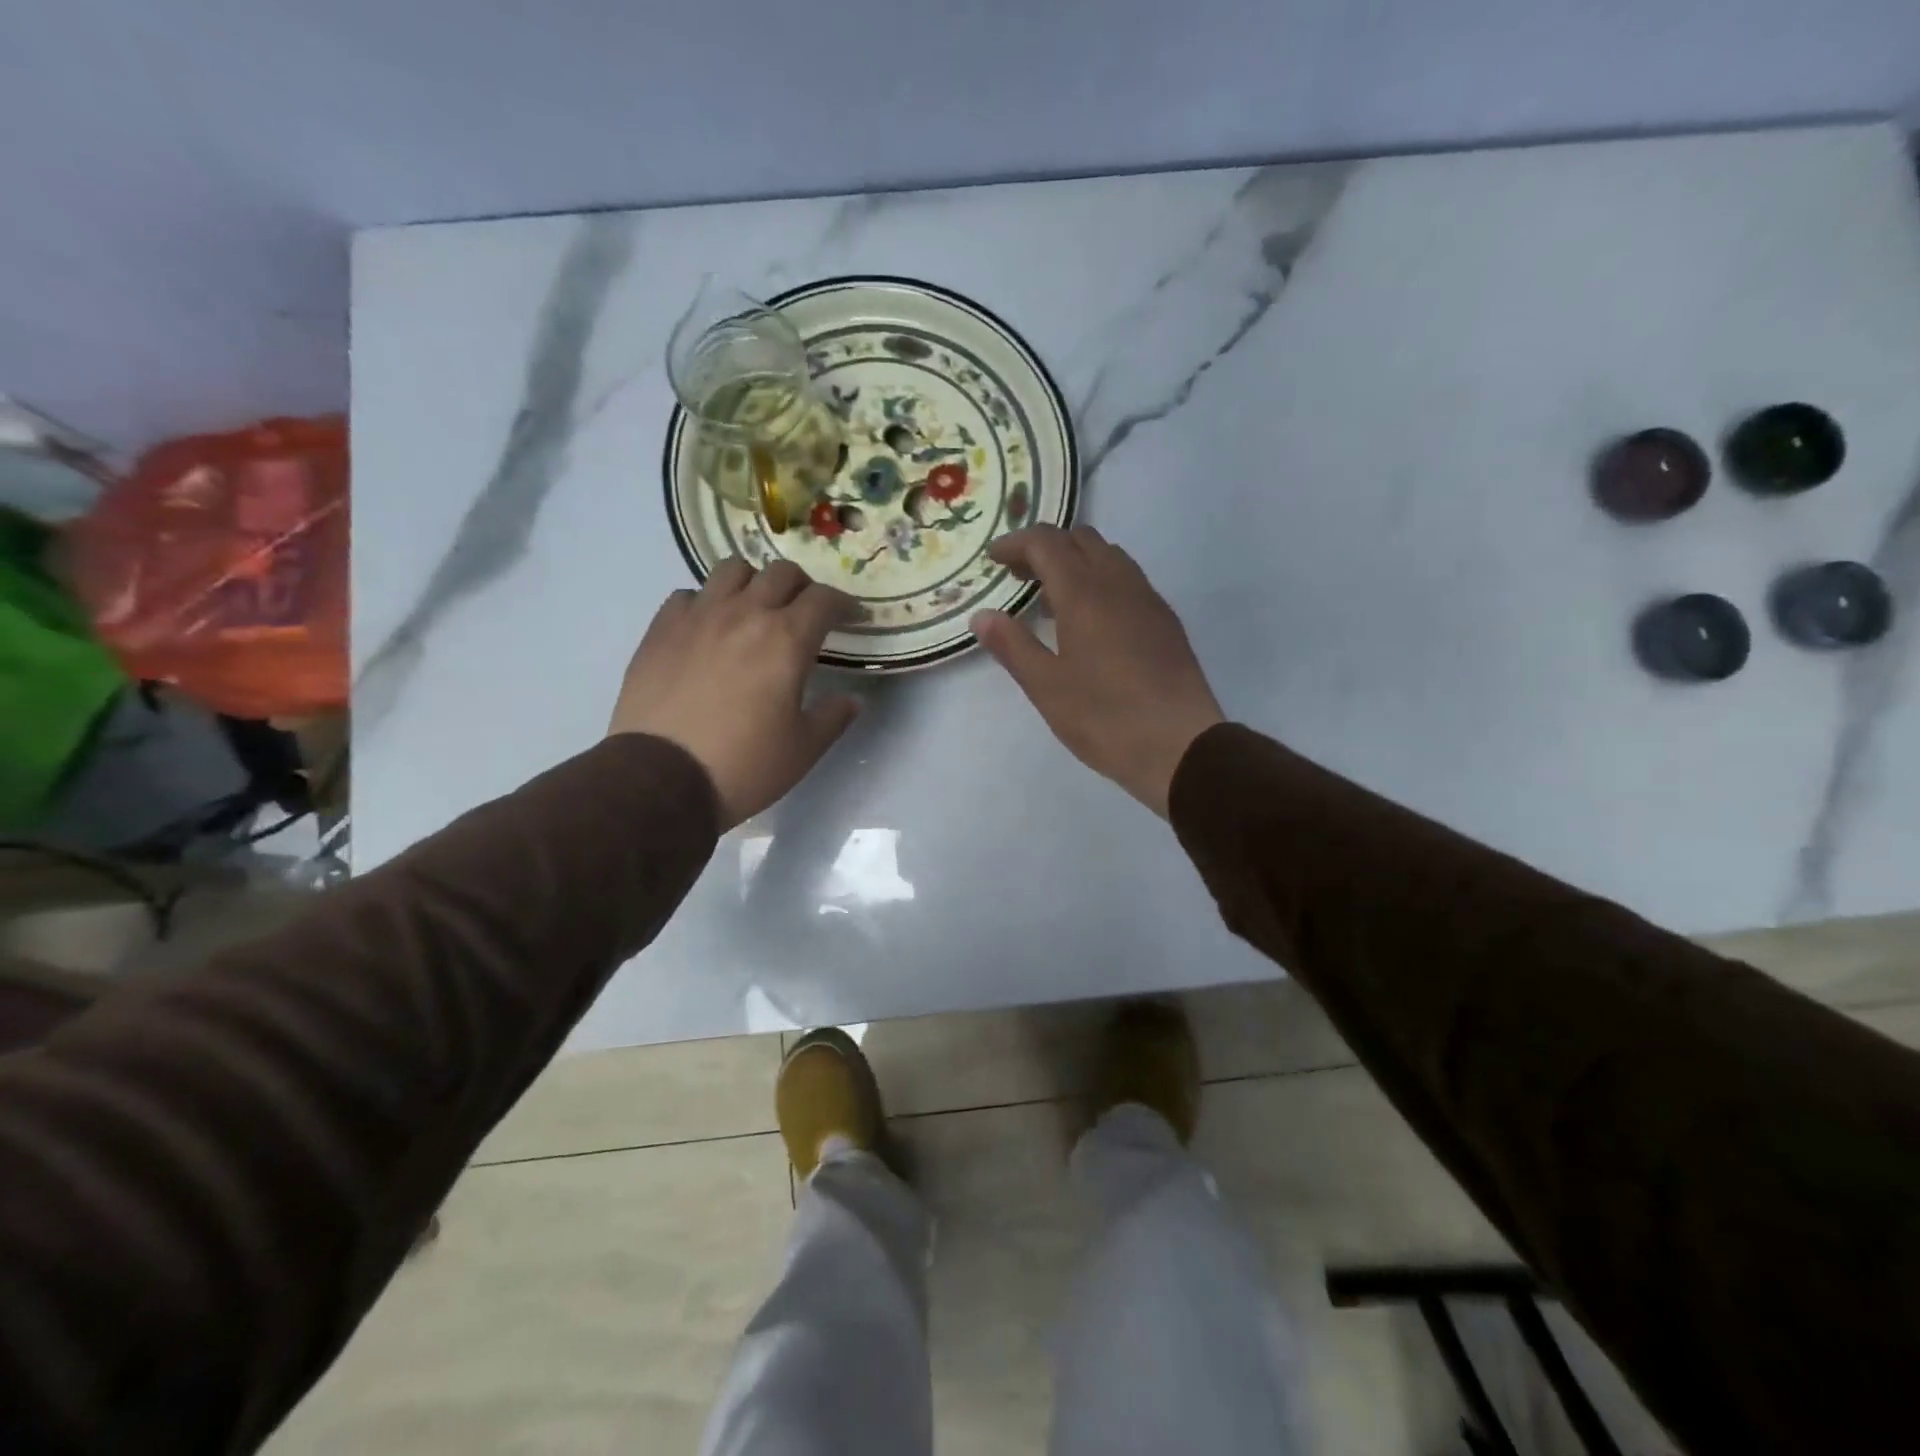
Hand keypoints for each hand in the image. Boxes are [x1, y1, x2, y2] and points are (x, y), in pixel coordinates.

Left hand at [609, 560, 860, 829]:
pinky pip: (688, 595)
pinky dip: (706, 602)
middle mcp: (744, 614)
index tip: (850, 617)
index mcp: (786, 640)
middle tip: (805, 611)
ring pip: (731, 570)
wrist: (661, 778)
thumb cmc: (744, 766)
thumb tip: (852, 699)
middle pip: (780, 573)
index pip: (824, 599)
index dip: (843, 603)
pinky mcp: (661, 629)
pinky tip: (708, 628)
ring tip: (754, 607)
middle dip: (802, 586)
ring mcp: (698, 617)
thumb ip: (833, 717)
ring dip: (753, 582)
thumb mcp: (803, 749)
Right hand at [971, 526, 1223, 817]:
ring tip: (1053, 599)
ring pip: (1110, 556)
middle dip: (1046, 548)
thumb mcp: (1046, 687)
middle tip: (1021, 577)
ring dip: (1077, 562)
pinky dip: (1101, 580)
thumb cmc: (1105, 717)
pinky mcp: (1166, 621)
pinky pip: (1128, 580)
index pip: (1047, 542)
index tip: (993, 559)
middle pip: (1081, 539)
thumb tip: (982, 615)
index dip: (1016, 543)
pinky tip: (1092, 621)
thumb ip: (1012, 645)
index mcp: (1085, 593)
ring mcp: (1148, 600)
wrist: (1181, 746)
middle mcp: (1119, 583)